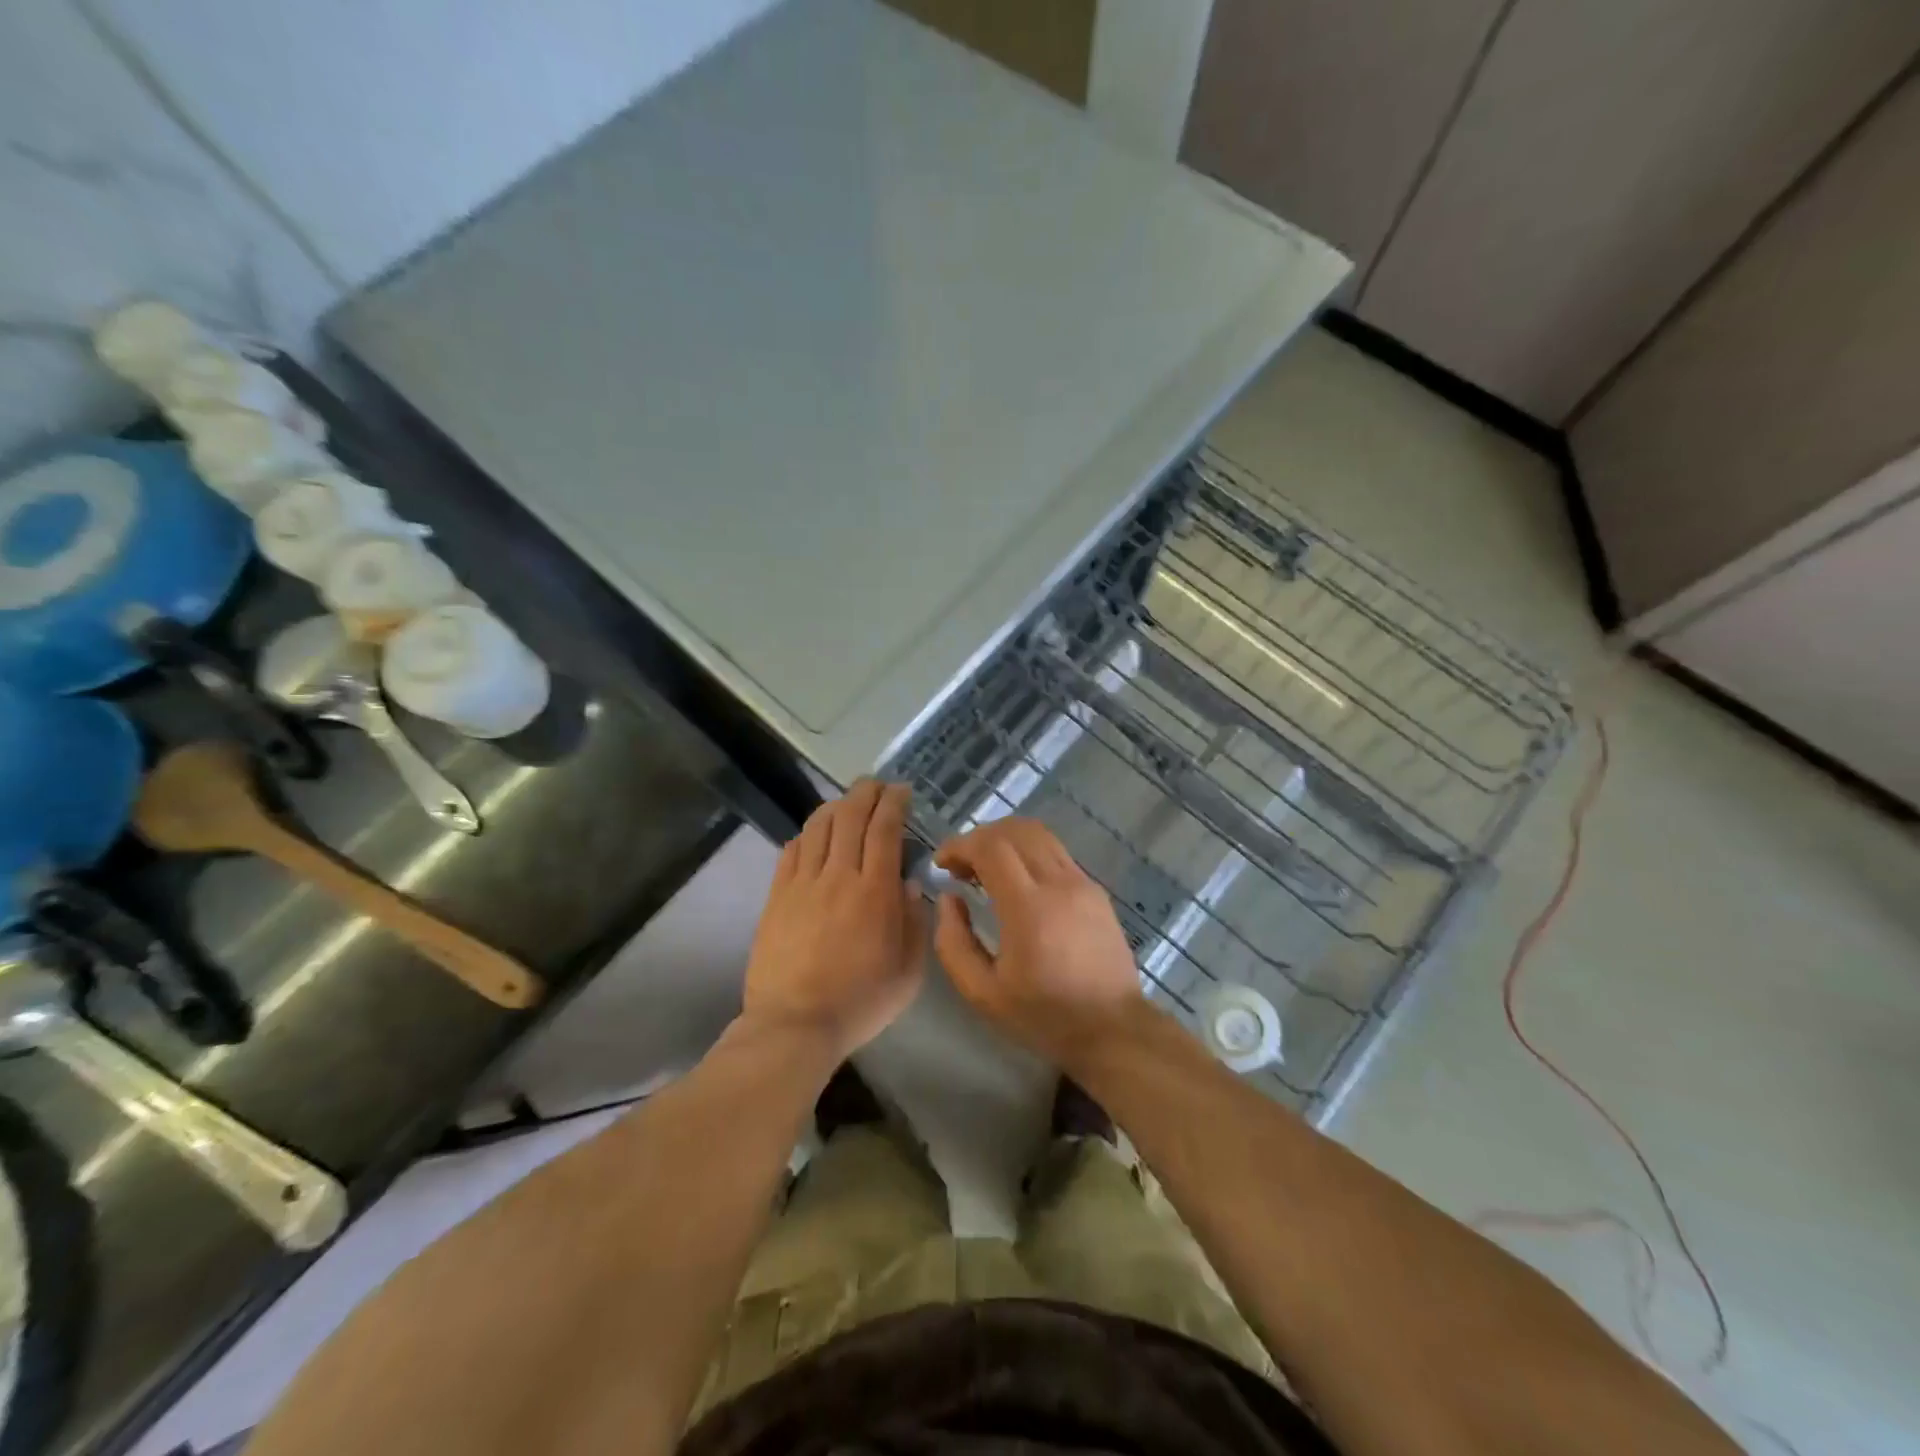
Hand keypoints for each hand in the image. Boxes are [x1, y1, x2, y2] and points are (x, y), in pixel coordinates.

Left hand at [743, 781, 926, 1061]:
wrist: (794, 1025)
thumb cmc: (860, 1001)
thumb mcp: (908, 971)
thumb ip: (914, 922)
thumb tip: (908, 883)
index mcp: (874, 891)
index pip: (884, 829)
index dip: (893, 802)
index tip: (902, 791)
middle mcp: (838, 876)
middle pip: (850, 816)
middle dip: (866, 792)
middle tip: (877, 785)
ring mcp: (802, 883)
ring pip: (818, 826)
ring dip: (836, 805)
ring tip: (847, 802)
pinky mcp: (777, 896)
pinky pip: (791, 850)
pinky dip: (807, 834)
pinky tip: (815, 835)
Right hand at [932, 818, 1142, 1066]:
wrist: (1113, 1029)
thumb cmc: (1043, 1017)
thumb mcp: (982, 993)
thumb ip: (953, 942)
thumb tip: (949, 898)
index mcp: (1029, 909)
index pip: (991, 847)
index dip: (960, 845)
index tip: (942, 864)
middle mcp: (1059, 884)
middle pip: (1015, 830)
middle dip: (980, 838)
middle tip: (961, 867)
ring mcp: (1082, 883)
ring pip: (1039, 834)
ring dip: (1005, 840)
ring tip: (986, 870)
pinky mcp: (1095, 889)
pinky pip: (1056, 853)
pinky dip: (1028, 853)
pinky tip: (1017, 883)